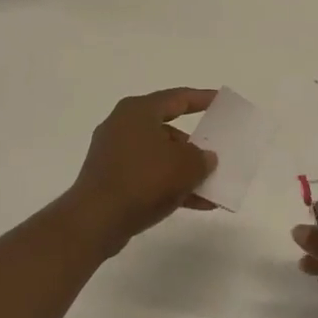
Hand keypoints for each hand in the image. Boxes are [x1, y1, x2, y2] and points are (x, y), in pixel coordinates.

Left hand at [64, 88, 218, 250]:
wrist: (96, 220)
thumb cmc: (143, 180)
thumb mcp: (185, 165)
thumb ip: (202, 157)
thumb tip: (203, 158)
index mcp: (138, 111)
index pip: (176, 98)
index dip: (202, 99)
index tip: (220, 102)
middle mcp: (122, 126)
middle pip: (167, 130)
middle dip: (194, 144)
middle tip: (216, 152)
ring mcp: (114, 155)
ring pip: (159, 157)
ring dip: (185, 171)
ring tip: (212, 186)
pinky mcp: (111, 180)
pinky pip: (148, 177)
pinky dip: (170, 187)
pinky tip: (197, 204)